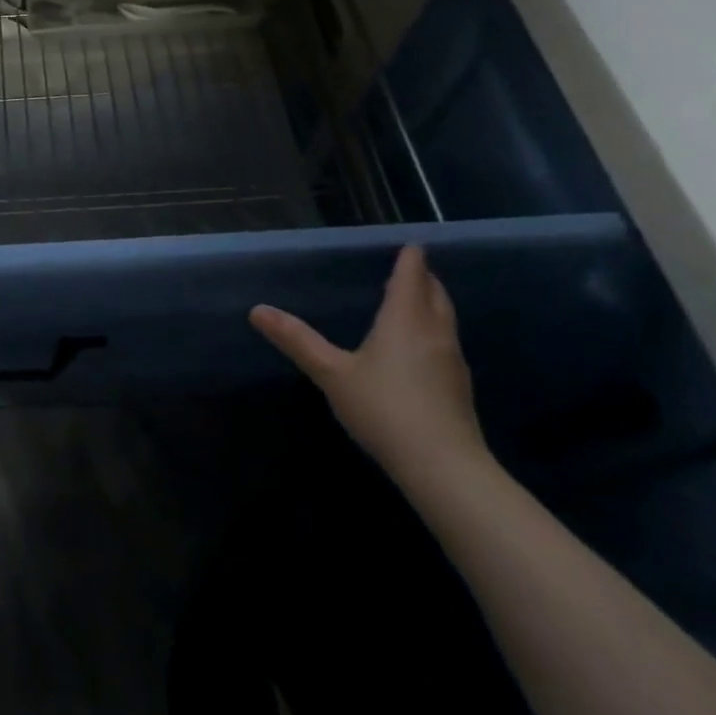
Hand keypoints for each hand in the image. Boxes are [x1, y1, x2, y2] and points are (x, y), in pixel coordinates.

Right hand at [249, 246, 489, 494]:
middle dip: (424, 278)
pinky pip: (446, 344)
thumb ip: (297, 341)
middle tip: (409, 269)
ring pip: (445, 320)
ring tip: (411, 302)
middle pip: (436, 294)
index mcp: (405, 319)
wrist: (445, 470)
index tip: (410, 244)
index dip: (411, 258)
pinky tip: (419, 349)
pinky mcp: (459, 389)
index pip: (412, 276)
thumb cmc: (385, 409)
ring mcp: (452, 362)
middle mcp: (434, 333)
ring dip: (431, 305)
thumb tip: (257, 310)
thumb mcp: (332, 374)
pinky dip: (433, 332)